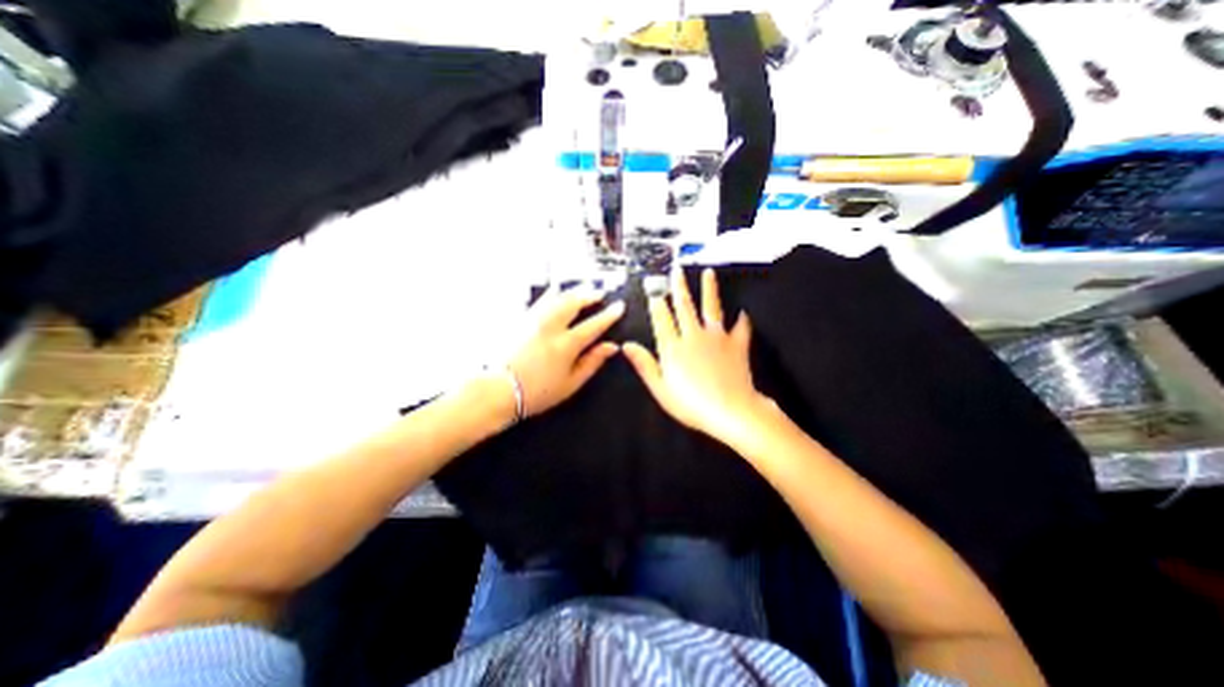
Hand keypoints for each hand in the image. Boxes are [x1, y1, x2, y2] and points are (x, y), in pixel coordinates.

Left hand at [504, 283, 625, 417]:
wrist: (498, 391)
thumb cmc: (536, 392)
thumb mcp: (571, 383)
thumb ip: (592, 362)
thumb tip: (611, 347)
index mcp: (566, 344)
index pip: (594, 324)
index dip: (609, 315)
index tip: (619, 306)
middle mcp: (550, 326)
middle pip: (574, 301)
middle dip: (590, 294)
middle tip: (599, 293)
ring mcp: (532, 319)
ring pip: (556, 296)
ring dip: (572, 291)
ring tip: (581, 289)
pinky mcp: (519, 319)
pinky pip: (539, 299)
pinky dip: (551, 294)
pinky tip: (555, 293)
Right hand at [627, 266, 768, 448]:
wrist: (730, 411)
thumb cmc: (691, 404)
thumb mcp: (660, 388)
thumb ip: (644, 364)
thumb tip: (626, 346)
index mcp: (673, 347)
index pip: (662, 320)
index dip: (657, 305)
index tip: (654, 292)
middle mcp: (693, 336)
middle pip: (684, 307)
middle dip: (679, 288)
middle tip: (677, 272)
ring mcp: (717, 338)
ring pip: (711, 307)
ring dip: (709, 289)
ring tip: (708, 273)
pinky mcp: (736, 344)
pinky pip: (740, 328)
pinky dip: (742, 320)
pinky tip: (743, 313)